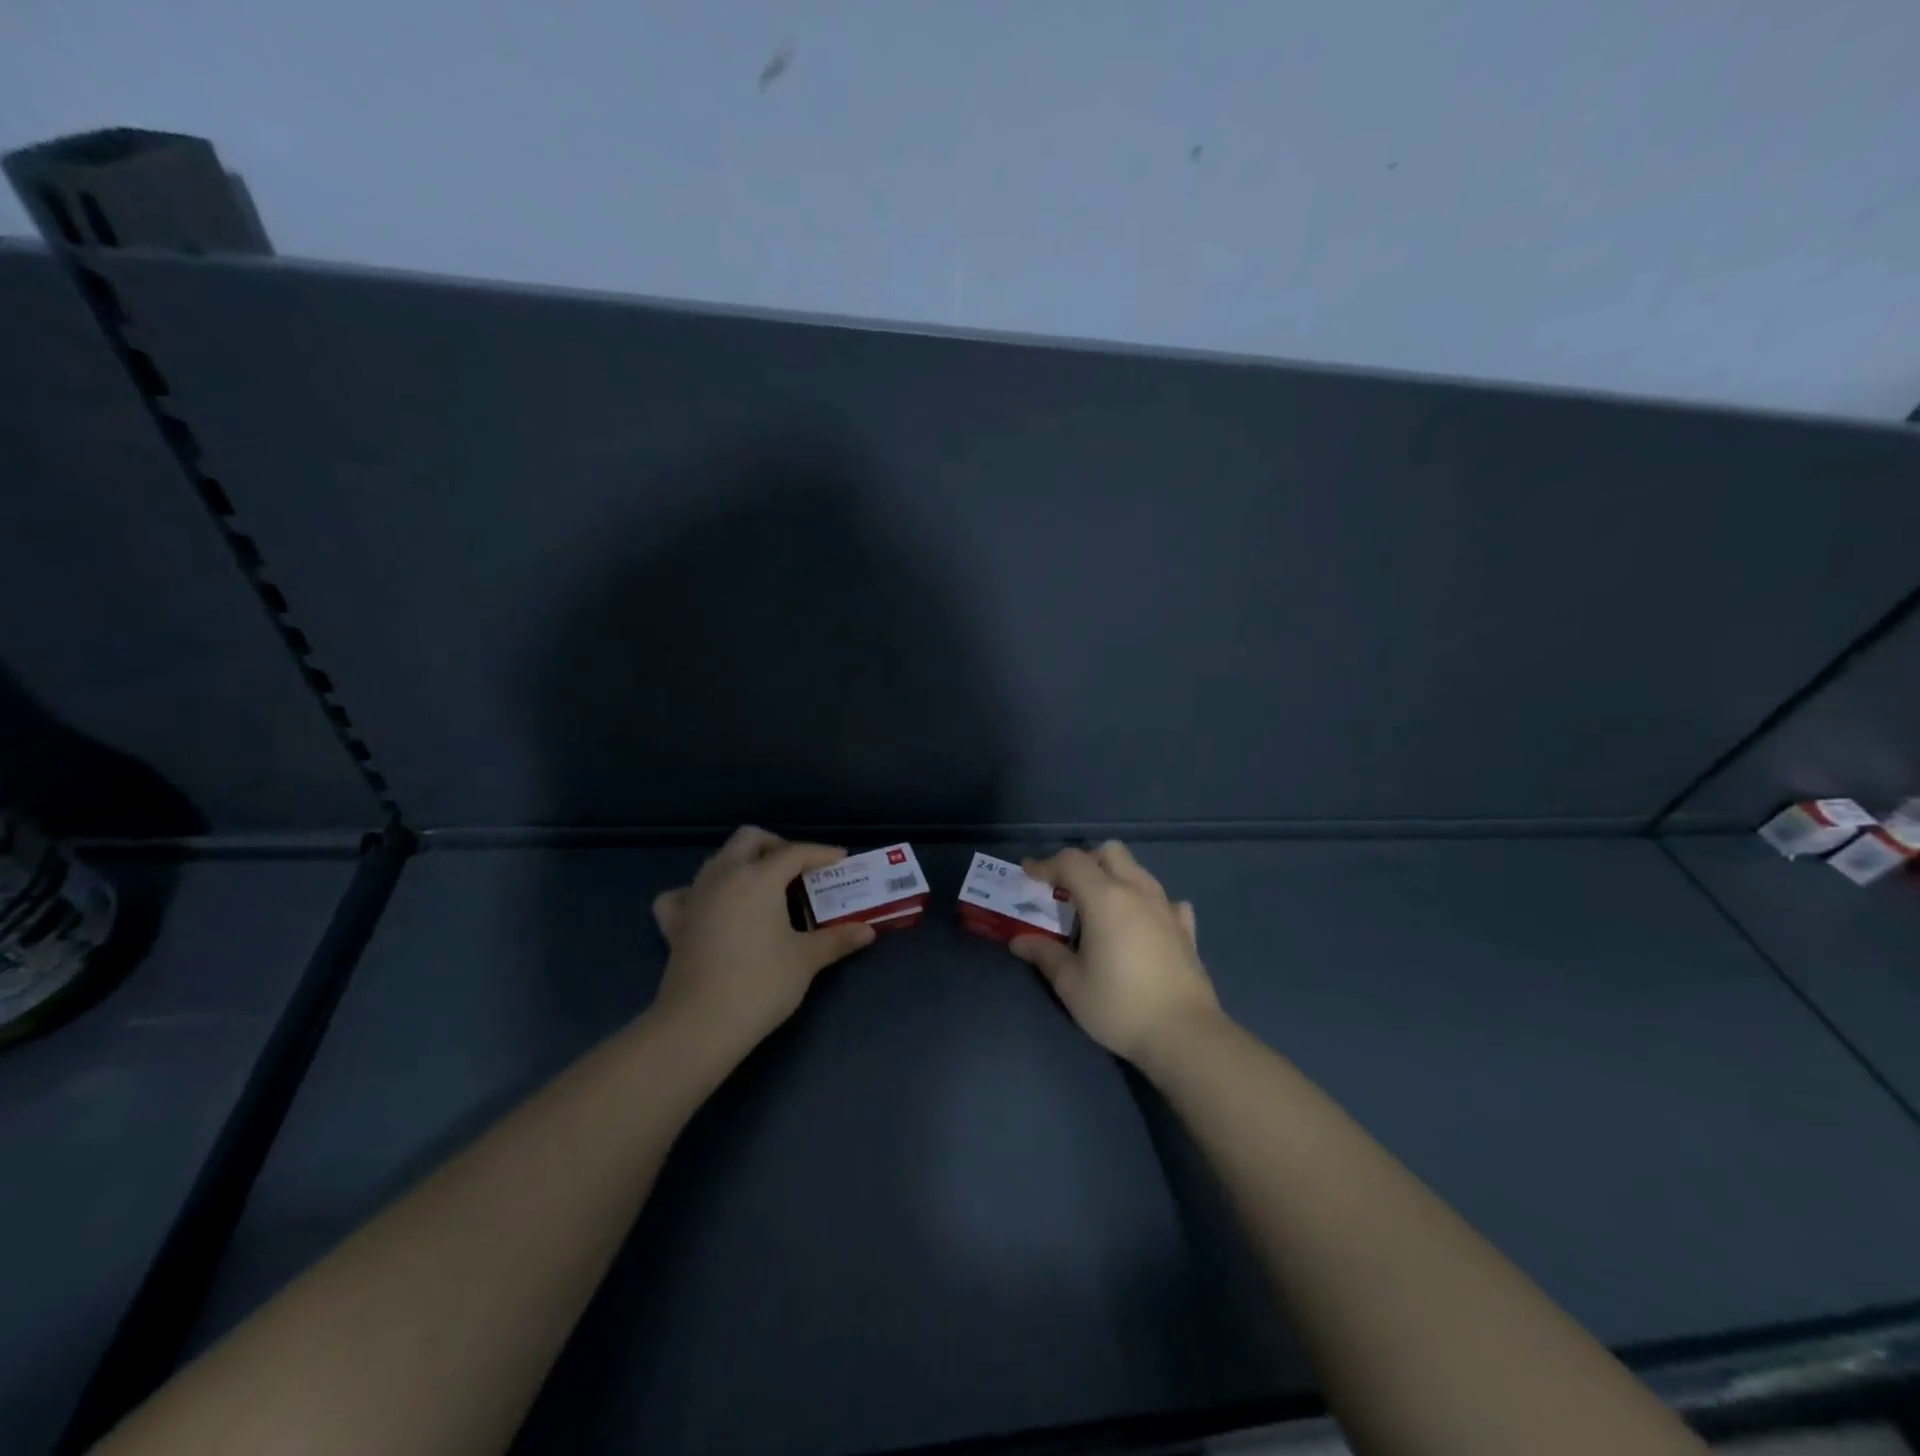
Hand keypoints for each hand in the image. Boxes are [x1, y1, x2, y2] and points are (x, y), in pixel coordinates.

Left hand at [650, 826, 875, 1052]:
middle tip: (799, 871)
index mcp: (758, 877)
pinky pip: (684, 893)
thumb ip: (837, 939)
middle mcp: (724, 875)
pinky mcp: (674, 922)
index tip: (841, 861)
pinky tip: (712, 908)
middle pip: (750, 839)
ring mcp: (694, 896)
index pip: (795, 852)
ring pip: (718, 860)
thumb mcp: (806, 960)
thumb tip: (867, 931)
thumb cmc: (760, 984)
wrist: (700, 1024)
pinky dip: (700, 892)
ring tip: (764, 889)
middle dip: (777, 846)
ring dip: (743, 864)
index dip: (821, 853)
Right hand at [1011, 841, 1222, 1065]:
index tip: (1028, 876)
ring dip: (1114, 877)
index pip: (1071, 861)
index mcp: (1105, 897)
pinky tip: (1142, 924)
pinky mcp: (1185, 928)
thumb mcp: (1071, 984)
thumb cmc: (1119, 1005)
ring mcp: (1166, 907)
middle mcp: (1137, 891)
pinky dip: (1147, 903)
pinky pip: (1164, 900)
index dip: (1045, 864)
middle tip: (1066, 889)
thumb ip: (1045, 955)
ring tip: (1100, 907)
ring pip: (1138, 870)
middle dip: (1085, 861)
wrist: (1184, 1034)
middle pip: (1109, 852)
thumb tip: (1019, 941)